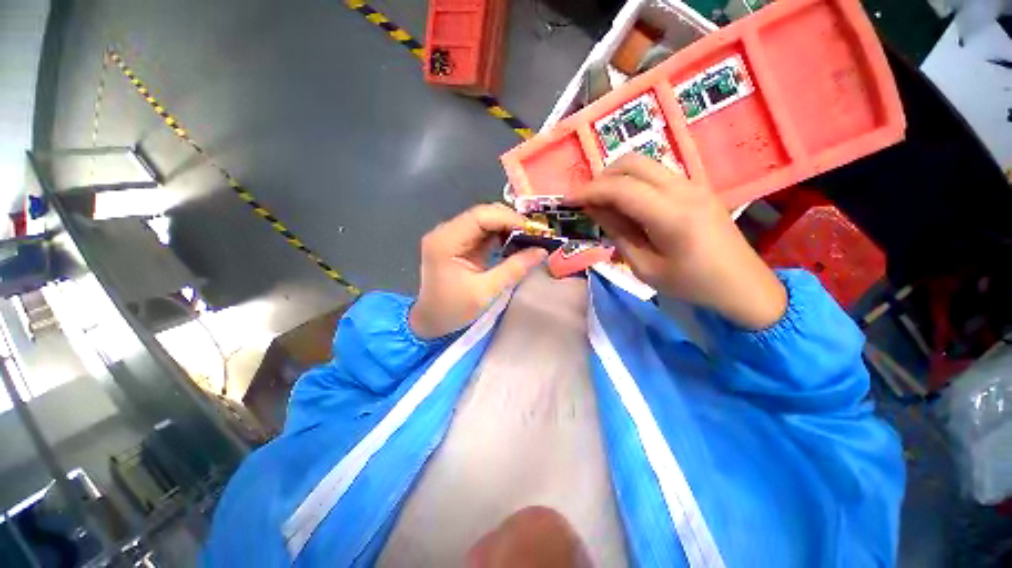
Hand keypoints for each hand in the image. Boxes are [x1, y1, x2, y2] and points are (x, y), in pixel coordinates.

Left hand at [409, 204, 547, 337]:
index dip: (509, 219)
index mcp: (445, 241)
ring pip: (485, 221)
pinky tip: (516, 243)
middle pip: (483, 214)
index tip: (533, 230)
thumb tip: (541, 251)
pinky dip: (501, 236)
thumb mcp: (486, 291)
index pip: (480, 216)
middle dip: (511, 222)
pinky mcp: (458, 243)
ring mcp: (451, 236)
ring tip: (530, 238)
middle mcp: (446, 231)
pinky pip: (483, 232)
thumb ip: (514, 269)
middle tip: (535, 235)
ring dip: (508, 228)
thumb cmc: (453, 309)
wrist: (431, 321)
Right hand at [567, 154, 786, 329]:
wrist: (743, 285)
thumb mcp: (645, 267)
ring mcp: (694, 184)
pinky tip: (628, 204)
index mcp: (671, 215)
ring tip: (604, 202)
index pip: (620, 188)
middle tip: (586, 201)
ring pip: (645, 164)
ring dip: (617, 177)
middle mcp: (684, 189)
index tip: (567, 200)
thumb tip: (595, 209)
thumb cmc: (691, 285)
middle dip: (602, 177)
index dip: (589, 191)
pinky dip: (634, 181)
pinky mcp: (697, 187)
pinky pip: (657, 174)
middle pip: (633, 163)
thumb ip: (618, 233)